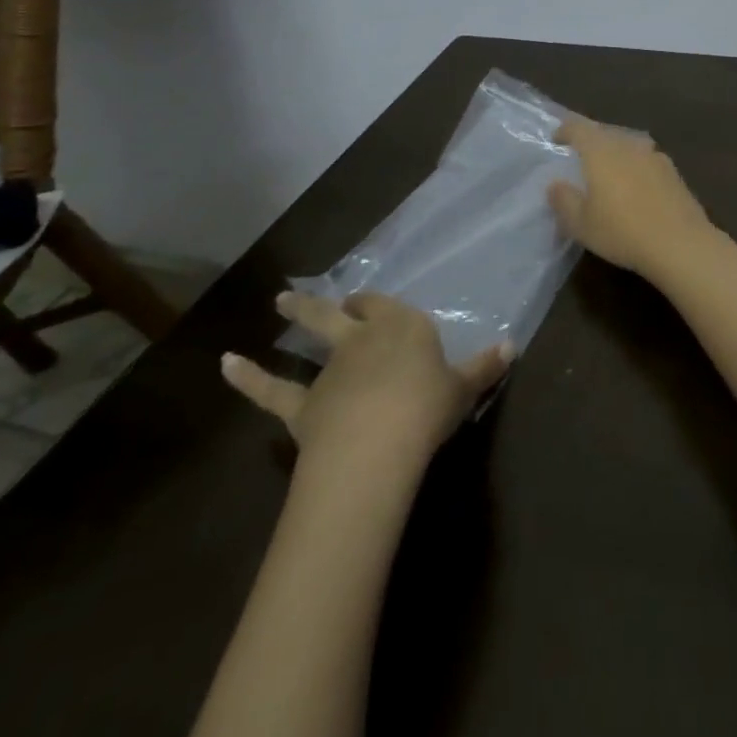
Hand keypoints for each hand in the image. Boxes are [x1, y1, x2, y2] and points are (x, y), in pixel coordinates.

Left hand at [222, 292, 511, 452]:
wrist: (377, 443)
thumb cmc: (428, 408)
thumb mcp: (464, 388)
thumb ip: (485, 367)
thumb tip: (511, 345)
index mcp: (404, 328)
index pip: (388, 308)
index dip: (377, 305)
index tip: (370, 304)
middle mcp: (365, 339)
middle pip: (344, 314)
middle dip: (330, 303)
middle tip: (311, 294)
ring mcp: (331, 370)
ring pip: (310, 338)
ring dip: (296, 316)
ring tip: (279, 302)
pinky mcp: (304, 405)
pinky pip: (272, 389)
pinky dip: (247, 376)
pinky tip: (225, 363)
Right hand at [547, 118, 720, 283]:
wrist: (680, 243)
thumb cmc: (622, 231)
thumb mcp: (581, 224)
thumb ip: (563, 200)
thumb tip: (556, 184)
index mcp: (601, 151)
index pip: (579, 128)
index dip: (566, 130)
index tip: (557, 139)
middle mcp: (628, 145)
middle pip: (605, 133)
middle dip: (591, 141)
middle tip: (580, 156)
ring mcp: (655, 156)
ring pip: (628, 145)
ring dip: (616, 153)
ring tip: (608, 170)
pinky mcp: (674, 172)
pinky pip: (646, 160)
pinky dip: (636, 167)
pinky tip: (636, 185)